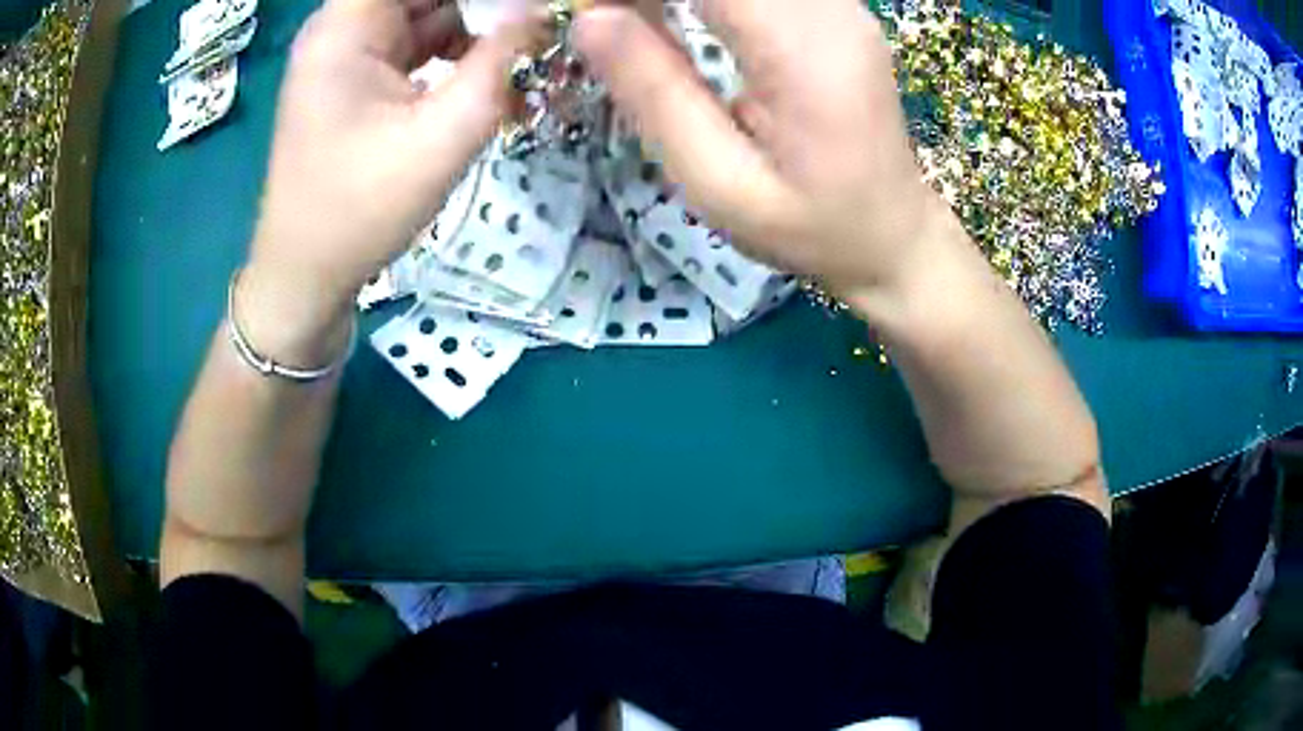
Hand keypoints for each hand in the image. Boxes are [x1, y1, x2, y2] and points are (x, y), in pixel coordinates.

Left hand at [239, 0, 539, 361]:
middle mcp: (343, 27)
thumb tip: (541, 14)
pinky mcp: (358, 78)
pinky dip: (456, 51)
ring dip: (477, 24)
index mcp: (346, 27)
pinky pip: (417, 43)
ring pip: (426, 11)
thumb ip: (499, 64)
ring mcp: (349, 53)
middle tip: (535, 22)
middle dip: (485, 4)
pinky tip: (491, 73)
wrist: (305, 275)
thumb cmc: (359, 210)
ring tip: (523, 49)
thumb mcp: (441, 136)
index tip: (522, 5)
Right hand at [574, 0, 953, 298]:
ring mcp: (838, 5)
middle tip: (606, 19)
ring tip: (632, 20)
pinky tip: (674, 14)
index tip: (590, 10)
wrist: (894, 234)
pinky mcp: (834, 10)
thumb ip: (656, 96)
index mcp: (803, 50)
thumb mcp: (721, 182)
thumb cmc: (810, 226)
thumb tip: (590, 19)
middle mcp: (828, 9)